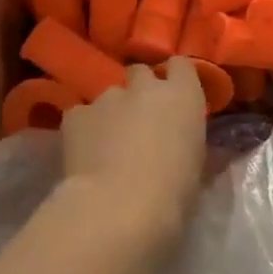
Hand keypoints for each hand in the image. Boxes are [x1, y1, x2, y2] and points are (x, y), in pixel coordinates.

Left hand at [58, 59, 206, 254]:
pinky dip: (84, 128)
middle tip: (141, 120)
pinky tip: (85, 153)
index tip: (175, 97)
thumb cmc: (172, 194)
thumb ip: (190, 143)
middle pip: (141, 73)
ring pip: (110, 95)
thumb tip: (187, 142)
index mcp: (183, 96)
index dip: (176, 78)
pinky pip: (81, 114)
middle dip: (141, 90)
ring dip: (112, 112)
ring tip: (108, 144)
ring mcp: (107, 97)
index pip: (182, 65)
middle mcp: (145, 87)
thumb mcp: (196, 168)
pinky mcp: (75, 114)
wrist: (118, 208)